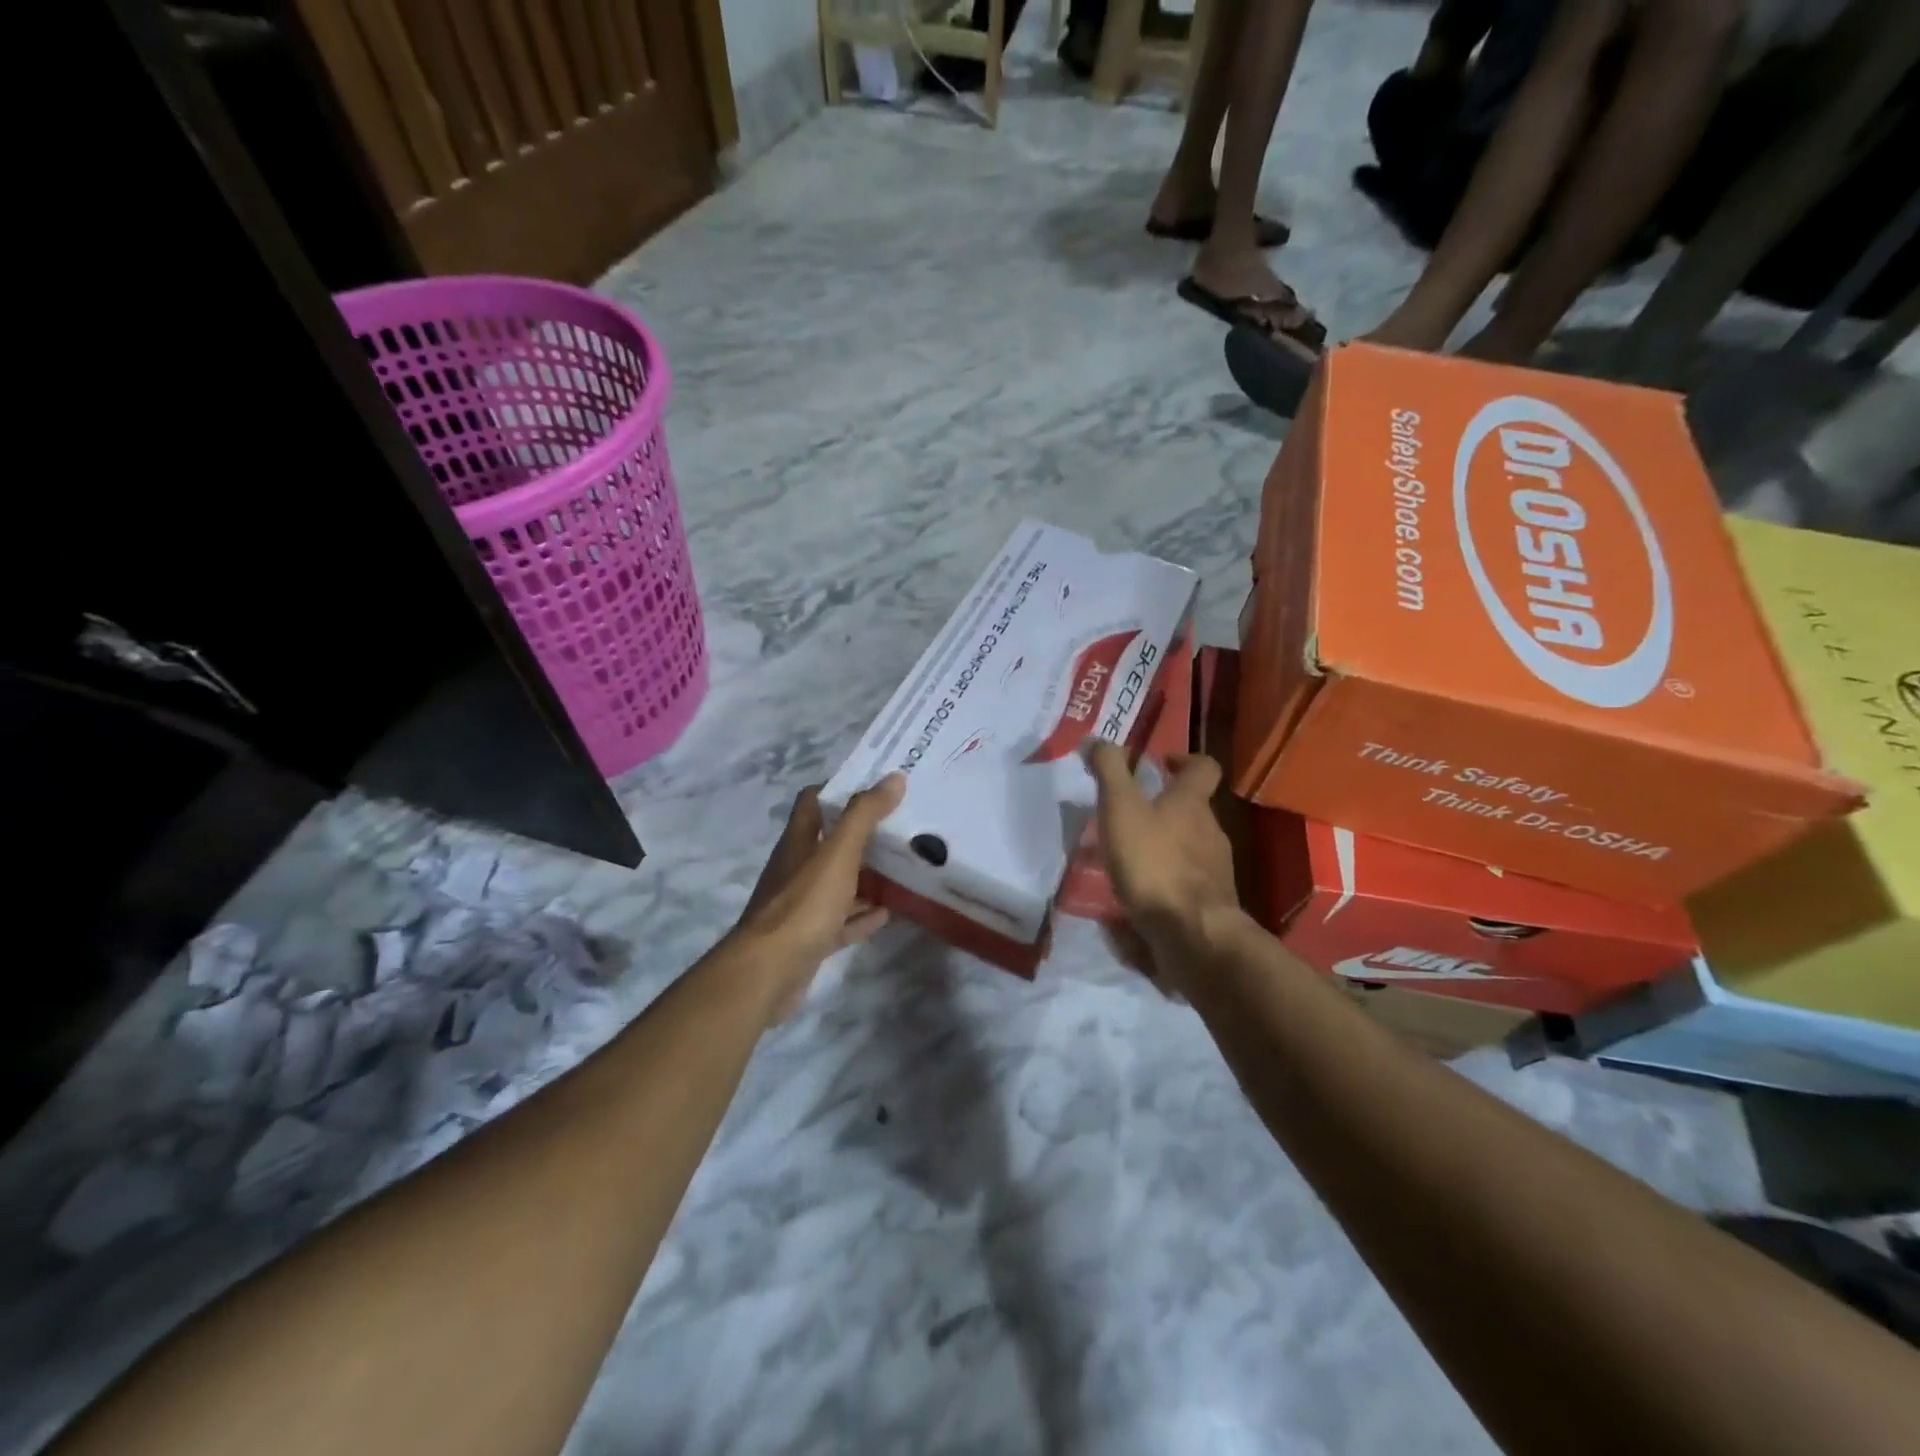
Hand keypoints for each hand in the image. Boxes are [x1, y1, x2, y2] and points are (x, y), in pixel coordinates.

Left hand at [734, 775, 905, 1020]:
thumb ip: (864, 815)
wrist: (769, 973)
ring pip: (837, 883)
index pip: (814, 801)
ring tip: (902, 867)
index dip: (841, 789)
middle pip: (829, 842)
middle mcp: (796, 868)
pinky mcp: (809, 939)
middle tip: (901, 825)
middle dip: (862, 833)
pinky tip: (888, 913)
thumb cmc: (803, 904)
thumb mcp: (838, 853)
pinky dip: (862, 916)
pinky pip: (841, 921)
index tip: (878, 786)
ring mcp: (801, 906)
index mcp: (798, 842)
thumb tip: (894, 778)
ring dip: (865, 876)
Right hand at [1087, 742, 1241, 981]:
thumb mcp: (1121, 809)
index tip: (1160, 763)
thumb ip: (1109, 771)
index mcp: (1192, 803)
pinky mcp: (1208, 904)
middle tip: (1127, 814)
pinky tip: (1136, 895)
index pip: (1203, 767)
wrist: (1193, 934)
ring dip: (1161, 846)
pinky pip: (1183, 883)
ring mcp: (1214, 870)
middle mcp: (1210, 831)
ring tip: (1124, 859)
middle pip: (1193, 810)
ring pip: (1188, 847)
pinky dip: (1163, 881)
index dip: (1184, 760)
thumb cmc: (1155, 863)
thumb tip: (1096, 738)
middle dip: (1164, 808)